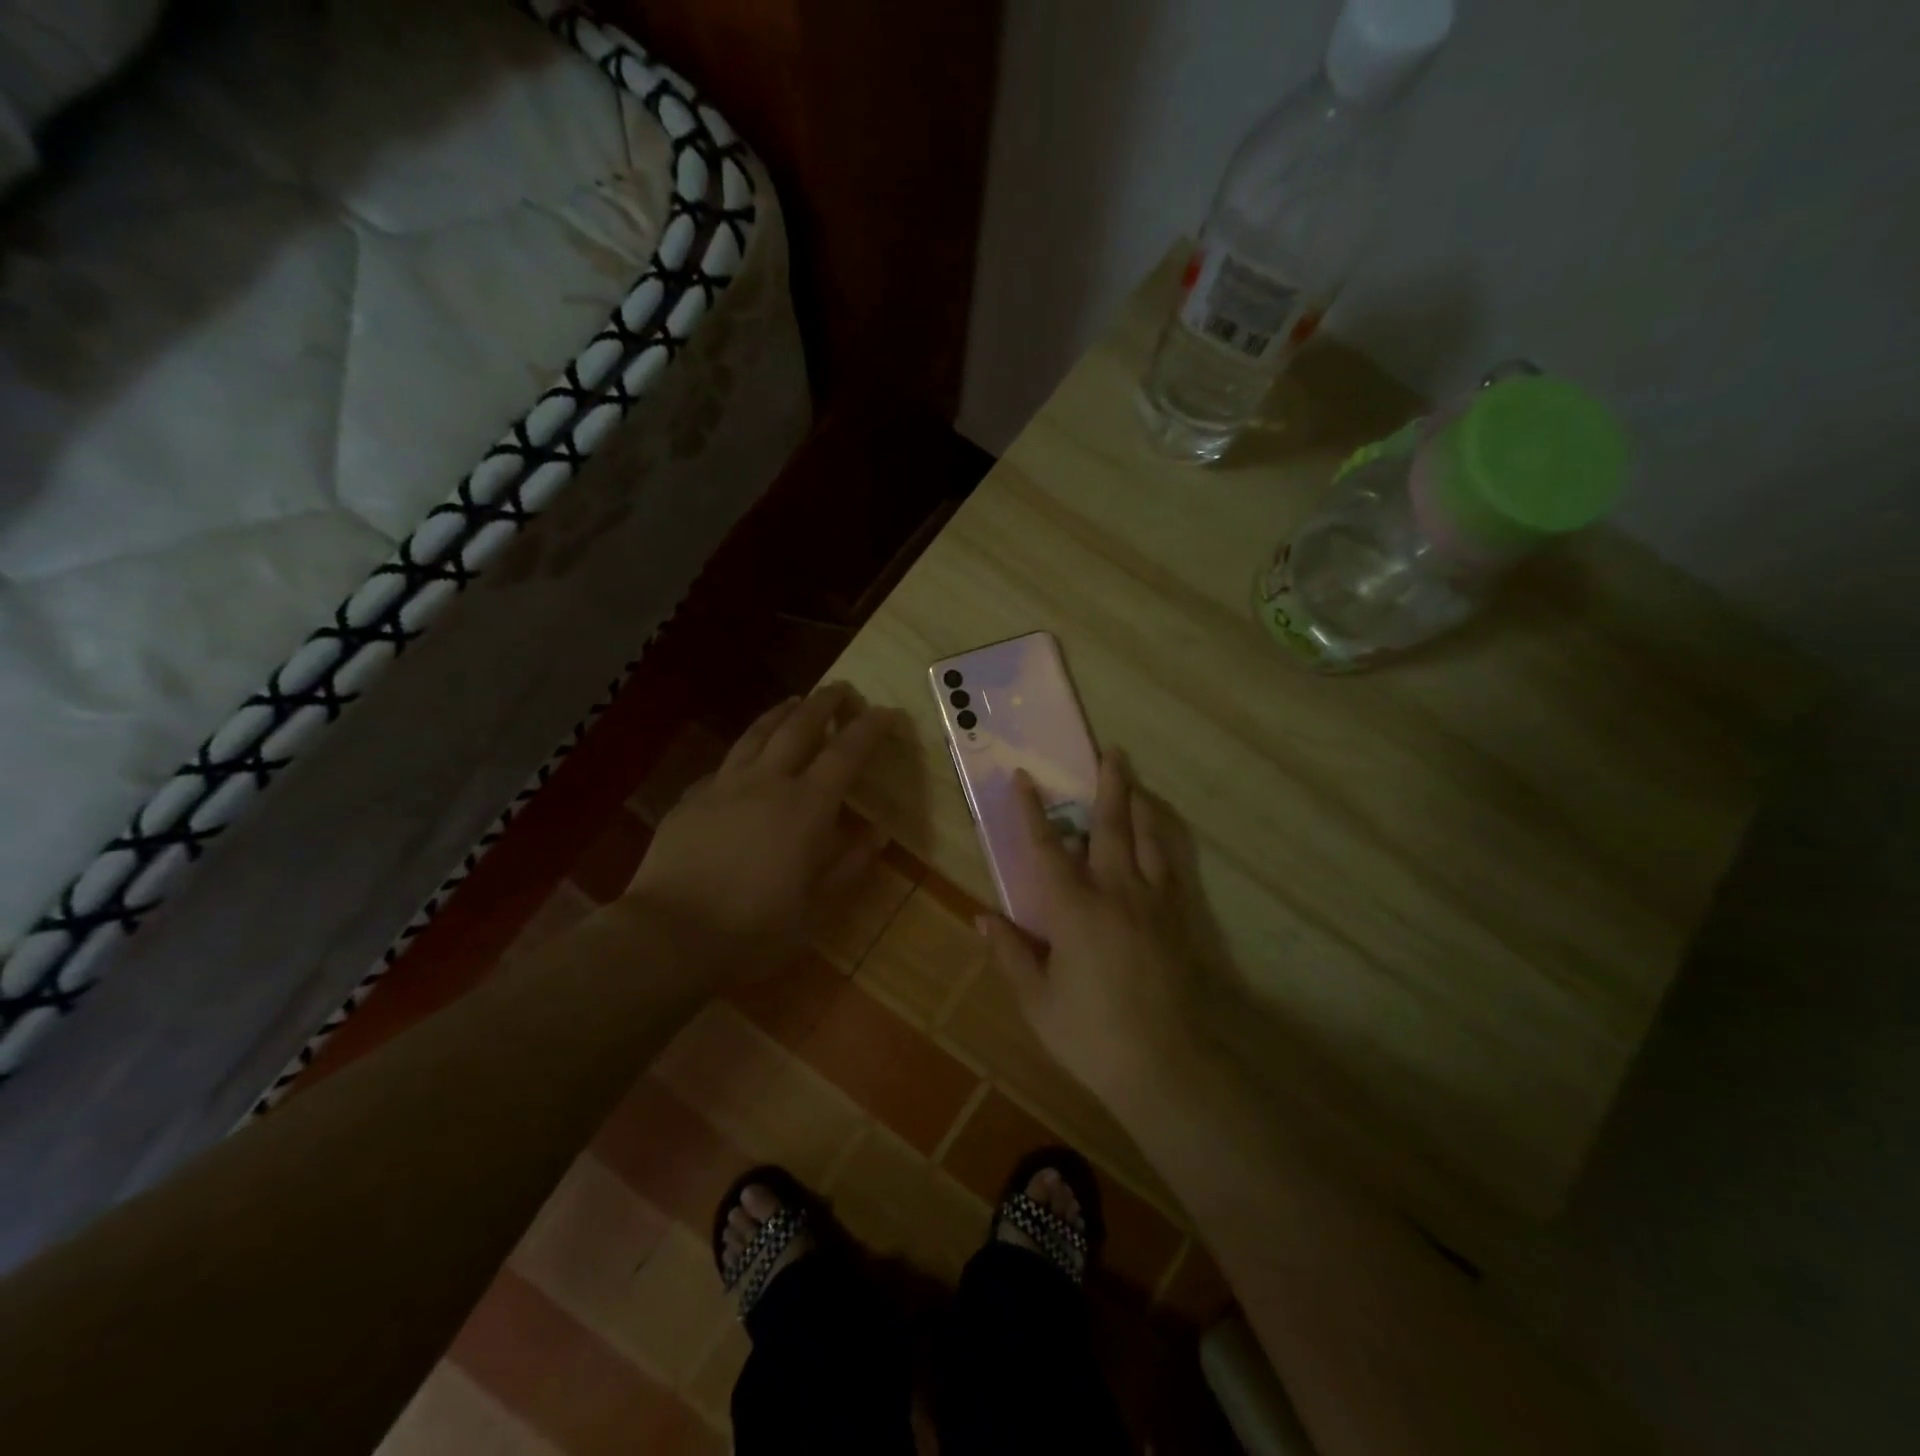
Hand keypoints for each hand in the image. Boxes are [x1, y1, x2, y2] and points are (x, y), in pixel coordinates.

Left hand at [626, 683, 899, 976]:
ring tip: (795, 701)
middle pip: (800, 726)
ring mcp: (724, 786)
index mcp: (807, 807)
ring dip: (782, 712)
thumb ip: (849, 865)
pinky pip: (725, 763)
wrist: (669, 935)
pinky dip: (745, 751)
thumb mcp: (815, 907)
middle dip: (825, 702)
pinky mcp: (691, 799)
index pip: (846, 753)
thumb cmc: (754, 928)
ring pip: (757, 733)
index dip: (869, 728)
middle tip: (842, 690)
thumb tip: (876, 834)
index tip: (886, 712)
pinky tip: (745, 757)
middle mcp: (768, 782)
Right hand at [977, 749, 1207, 1108]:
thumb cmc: (1089, 1035)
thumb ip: (1010, 952)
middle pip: (1111, 828)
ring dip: (1140, 806)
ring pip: (1148, 841)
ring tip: (1136, 781)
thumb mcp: (1037, 1000)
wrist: (1162, 1066)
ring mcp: (1152, 904)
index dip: (1031, 812)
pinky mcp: (1177, 921)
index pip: (1047, 849)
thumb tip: (982, 917)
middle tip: (1111, 751)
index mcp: (1074, 910)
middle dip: (1109, 786)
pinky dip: (1163, 844)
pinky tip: (1160, 839)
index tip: (1024, 777)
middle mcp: (1116, 894)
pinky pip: (1171, 869)